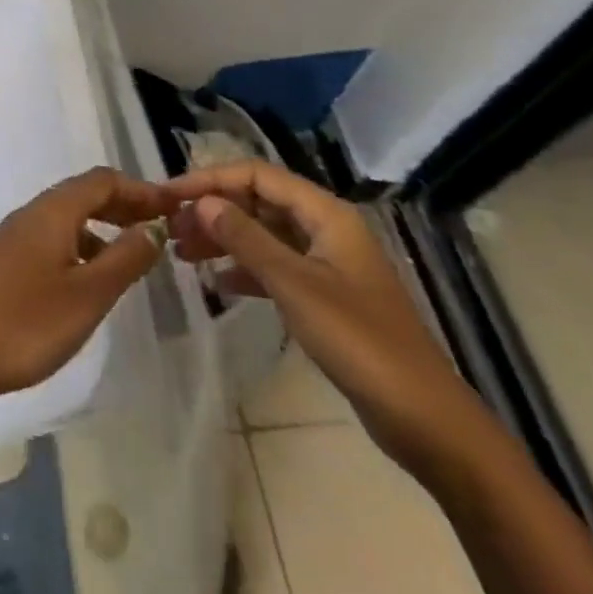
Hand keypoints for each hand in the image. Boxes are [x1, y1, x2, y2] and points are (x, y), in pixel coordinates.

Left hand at [0, 168, 176, 410]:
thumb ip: (124, 259)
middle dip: (123, 205)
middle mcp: (31, 213)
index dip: (140, 189)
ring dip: (101, 226)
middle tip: (159, 228)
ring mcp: (13, 236)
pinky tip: (88, 277)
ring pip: (66, 217)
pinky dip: (80, 244)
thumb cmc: (26, 324)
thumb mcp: (87, 295)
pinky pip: (51, 237)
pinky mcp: (4, 260)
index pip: (103, 181)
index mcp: (52, 211)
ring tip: (131, 255)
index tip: (174, 207)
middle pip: (84, 194)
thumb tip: (153, 228)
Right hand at [165, 160, 482, 478]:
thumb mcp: (294, 284)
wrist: (423, 418)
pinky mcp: (325, 296)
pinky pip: (275, 266)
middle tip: (170, 228)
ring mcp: (327, 263)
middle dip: (214, 209)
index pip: (257, 175)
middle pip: (259, 202)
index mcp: (326, 214)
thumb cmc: (359, 341)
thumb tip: (203, 203)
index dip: (211, 180)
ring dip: (224, 238)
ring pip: (264, 234)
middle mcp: (326, 229)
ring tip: (182, 252)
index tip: (169, 196)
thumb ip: (246, 239)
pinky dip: (244, 269)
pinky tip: (216, 283)